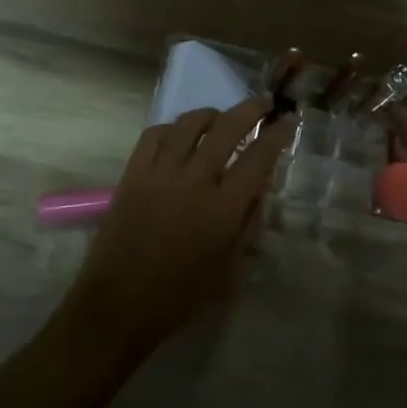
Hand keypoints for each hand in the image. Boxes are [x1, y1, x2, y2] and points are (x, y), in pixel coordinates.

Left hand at [60, 97, 297, 363]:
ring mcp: (160, 173)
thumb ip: (248, 225)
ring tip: (220, 117)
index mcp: (223, 209)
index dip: (277, 135)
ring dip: (211, 114)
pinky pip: (154, 135)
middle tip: (264, 103)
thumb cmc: (180, 296)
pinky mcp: (133, 173)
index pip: (259, 158)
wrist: (119, 304)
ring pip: (189, 123)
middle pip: (227, 128)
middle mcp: (194, 181)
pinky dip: (172, 128)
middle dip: (251, 110)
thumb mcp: (229, 269)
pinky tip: (179, 134)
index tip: (287, 121)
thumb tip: (258, 190)